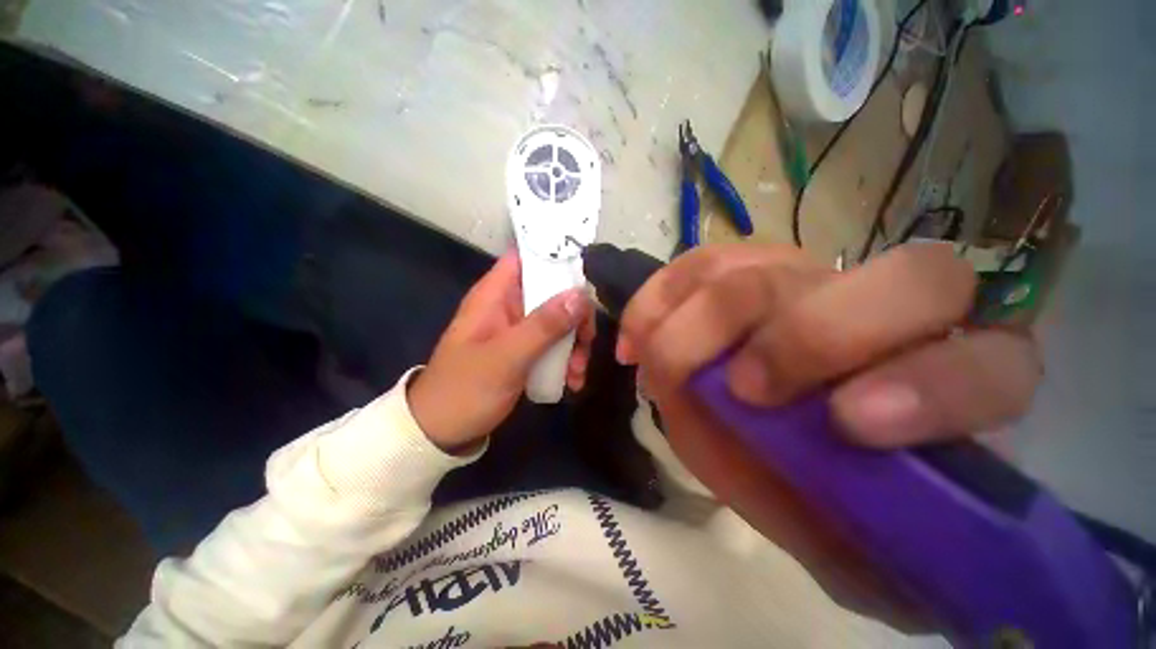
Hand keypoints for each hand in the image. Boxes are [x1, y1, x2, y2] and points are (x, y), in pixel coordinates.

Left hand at [408, 252, 593, 453]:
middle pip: (551, 291)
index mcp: (494, 295)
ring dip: (574, 342)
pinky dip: (566, 359)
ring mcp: (518, 330)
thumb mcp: (506, 357)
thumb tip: (582, 295)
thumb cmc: (466, 390)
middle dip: (575, 314)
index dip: (556, 258)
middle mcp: (508, 306)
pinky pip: (553, 344)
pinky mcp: (524, 351)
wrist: (442, 433)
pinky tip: (572, 380)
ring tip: (578, 372)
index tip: (586, 277)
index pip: (526, 257)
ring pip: (557, 320)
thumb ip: (544, 325)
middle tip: (587, 339)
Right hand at [617, 243, 1041, 624]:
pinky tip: (637, 337)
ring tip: (657, 364)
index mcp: (950, 383)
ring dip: (700, 322)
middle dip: (803, 339)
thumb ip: (849, 540)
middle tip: (737, 390)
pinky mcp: (739, 267)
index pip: (987, 366)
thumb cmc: (820, 484)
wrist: (773, 416)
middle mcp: (885, 307)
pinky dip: (657, 301)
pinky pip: (695, 265)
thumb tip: (849, 544)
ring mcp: (803, 274)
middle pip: (891, 282)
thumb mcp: (840, 536)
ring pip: (760, 269)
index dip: (929, 387)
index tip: (845, 426)